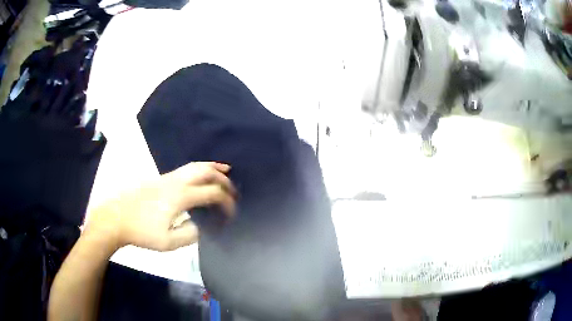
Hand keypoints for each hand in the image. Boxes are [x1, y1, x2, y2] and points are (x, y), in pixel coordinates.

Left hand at [85, 162, 235, 251]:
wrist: (117, 218)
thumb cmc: (142, 232)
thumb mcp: (169, 242)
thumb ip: (191, 234)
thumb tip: (202, 226)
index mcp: (180, 197)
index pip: (212, 193)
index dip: (227, 202)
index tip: (231, 213)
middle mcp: (176, 182)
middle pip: (205, 172)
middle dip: (223, 179)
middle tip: (233, 188)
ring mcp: (167, 178)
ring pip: (195, 165)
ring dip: (212, 167)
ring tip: (224, 170)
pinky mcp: (160, 179)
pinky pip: (185, 169)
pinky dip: (199, 168)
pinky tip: (199, 175)